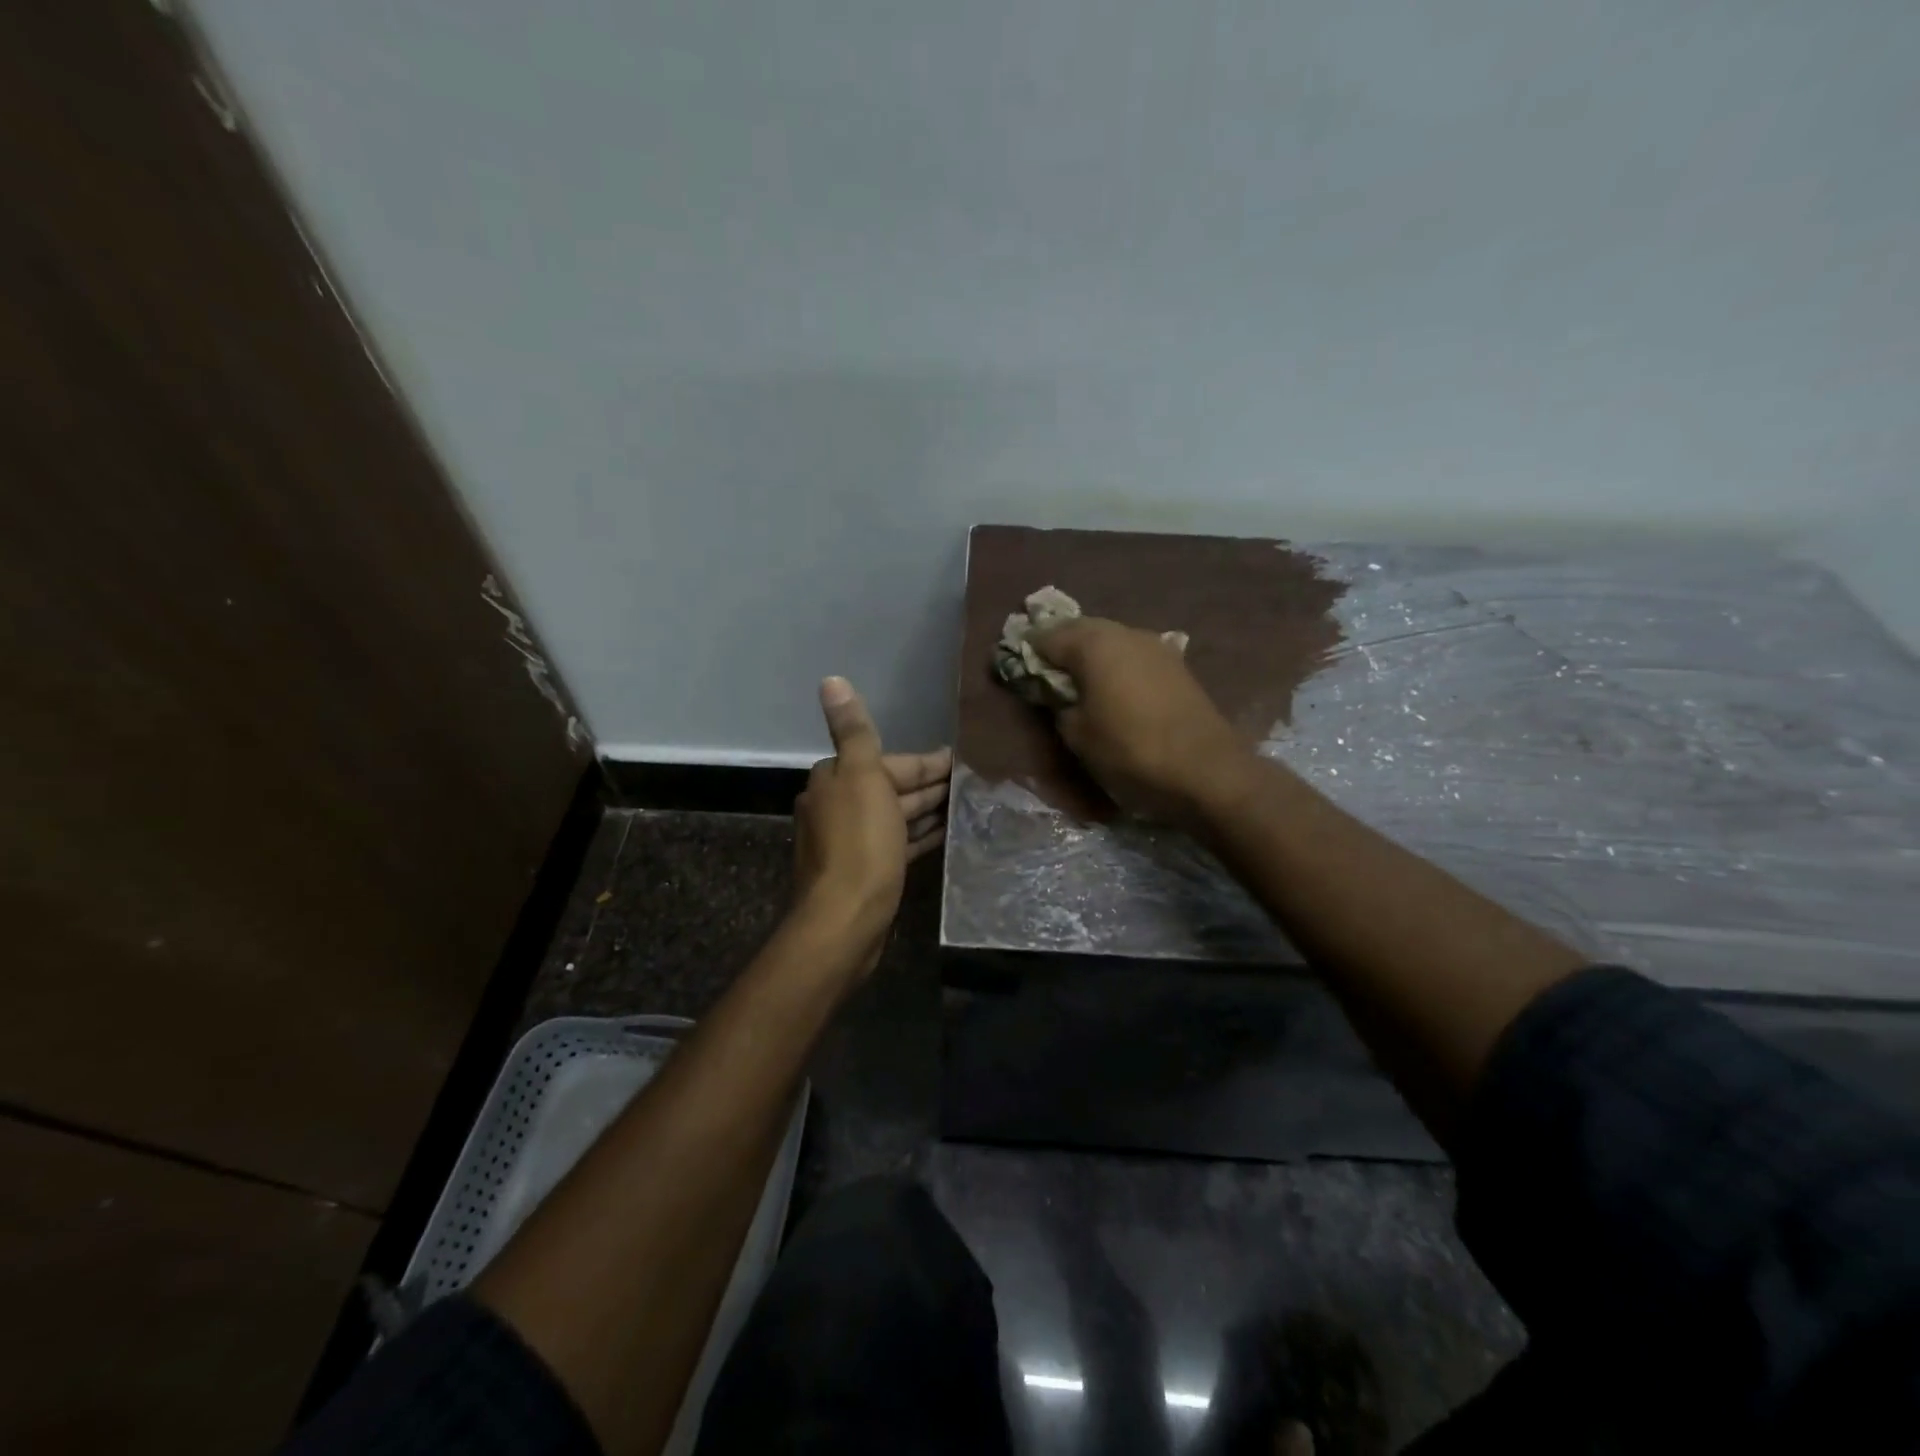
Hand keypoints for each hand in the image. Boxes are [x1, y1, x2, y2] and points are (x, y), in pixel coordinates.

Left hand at [791, 677, 950, 968]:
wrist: (845, 920)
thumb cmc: (859, 844)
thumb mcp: (861, 777)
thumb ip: (853, 730)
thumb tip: (830, 680)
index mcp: (835, 780)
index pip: (887, 761)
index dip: (926, 762)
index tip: (962, 761)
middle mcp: (838, 807)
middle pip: (891, 787)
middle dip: (929, 785)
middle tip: (974, 784)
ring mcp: (851, 842)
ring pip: (896, 817)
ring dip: (928, 810)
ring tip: (967, 807)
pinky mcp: (867, 872)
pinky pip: (898, 844)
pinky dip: (920, 836)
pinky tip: (946, 835)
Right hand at [1031, 617, 1252, 826]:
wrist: (1207, 771)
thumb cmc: (1130, 751)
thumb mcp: (1078, 735)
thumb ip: (1059, 706)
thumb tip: (1060, 695)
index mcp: (1094, 644)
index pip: (1046, 638)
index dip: (1026, 653)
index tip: (1013, 669)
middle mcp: (1125, 633)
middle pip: (1080, 630)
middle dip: (1060, 647)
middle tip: (1043, 673)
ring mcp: (1155, 646)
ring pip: (1110, 640)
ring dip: (1090, 655)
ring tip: (1077, 682)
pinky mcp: (1176, 665)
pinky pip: (1132, 655)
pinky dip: (1116, 665)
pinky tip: (1112, 688)